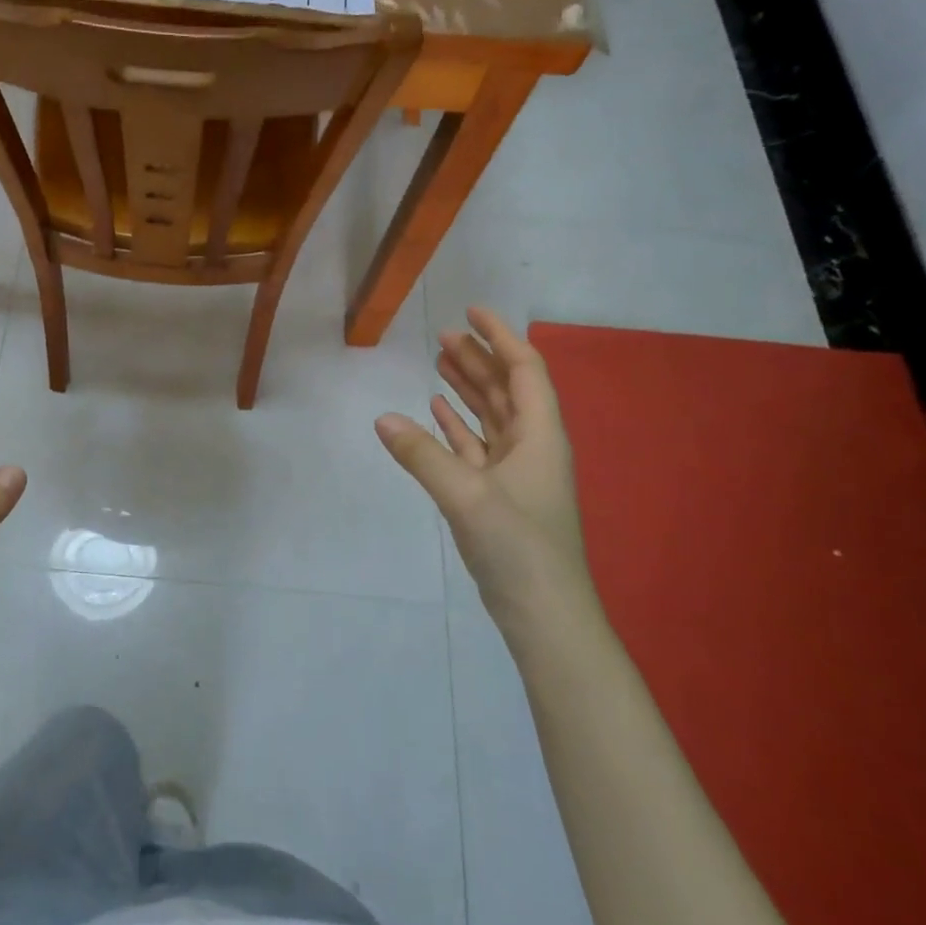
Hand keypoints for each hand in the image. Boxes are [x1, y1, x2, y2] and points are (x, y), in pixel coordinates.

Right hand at [375, 308, 594, 629]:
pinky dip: (456, 426)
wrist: (543, 613)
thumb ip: (422, 454)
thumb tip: (381, 418)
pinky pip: (475, 447)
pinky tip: (434, 413)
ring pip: (489, 416)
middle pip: (505, 388)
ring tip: (438, 361)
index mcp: (539, 435)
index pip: (524, 369)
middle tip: (442, 334)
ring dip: (466, 388)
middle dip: (478, 358)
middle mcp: (531, 446)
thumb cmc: (518, 546)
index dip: (499, 336)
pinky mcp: (496, 496)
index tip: (470, 311)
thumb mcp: (466, 495)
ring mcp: (514, 472)